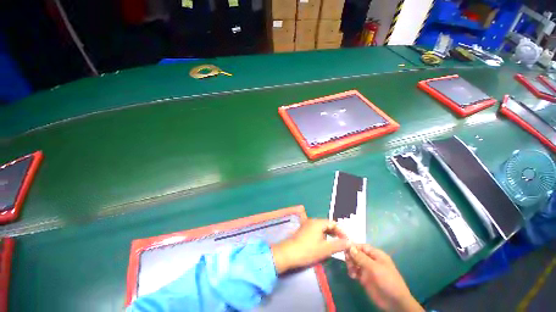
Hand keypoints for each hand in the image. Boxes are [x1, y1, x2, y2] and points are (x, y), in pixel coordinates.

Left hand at [271, 219, 349, 273]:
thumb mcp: (325, 249)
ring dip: (329, 234)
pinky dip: (322, 235)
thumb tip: (349, 242)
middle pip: (327, 224)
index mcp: (318, 222)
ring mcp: (306, 225)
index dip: (341, 231)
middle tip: (341, 243)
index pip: (333, 223)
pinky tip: (323, 244)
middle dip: (335, 233)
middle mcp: (312, 221)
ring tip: (334, 244)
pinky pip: (316, 230)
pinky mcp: (303, 230)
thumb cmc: (308, 250)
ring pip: (321, 227)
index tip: (346, 241)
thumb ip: (338, 245)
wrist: (289, 253)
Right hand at [346, 245, 422, 311]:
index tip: (345, 249)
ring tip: (351, 271)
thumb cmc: (387, 281)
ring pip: (355, 262)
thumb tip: (350, 247)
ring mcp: (367, 269)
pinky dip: (352, 271)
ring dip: (351, 264)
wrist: (394, 302)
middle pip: (357, 253)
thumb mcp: (374, 268)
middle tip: (348, 262)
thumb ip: (361, 257)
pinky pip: (355, 271)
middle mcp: (371, 260)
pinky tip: (353, 276)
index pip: (362, 246)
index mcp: (376, 255)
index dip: (353, 247)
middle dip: (351, 256)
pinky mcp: (364, 278)